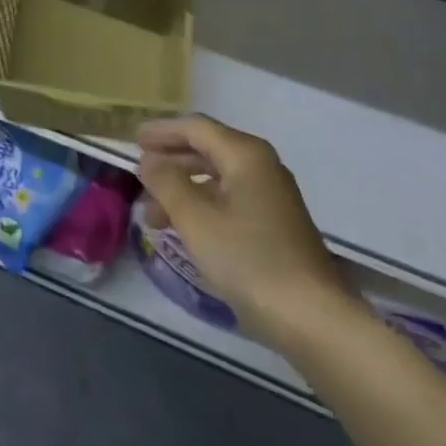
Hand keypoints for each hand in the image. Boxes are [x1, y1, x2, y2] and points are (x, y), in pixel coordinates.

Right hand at [137, 115, 359, 350]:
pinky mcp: (275, 223)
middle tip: (139, 171)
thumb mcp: (196, 219)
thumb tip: (148, 160)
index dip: (162, 131)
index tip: (133, 140)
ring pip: (217, 177)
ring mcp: (271, 195)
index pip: (196, 127)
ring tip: (151, 211)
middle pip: (208, 148)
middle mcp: (261, 166)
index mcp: (245, 154)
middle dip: (170, 159)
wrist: (312, 317)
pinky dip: (202, 204)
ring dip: (182, 187)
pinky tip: (183, 227)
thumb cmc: (248, 259)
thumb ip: (166, 183)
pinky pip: (229, 198)